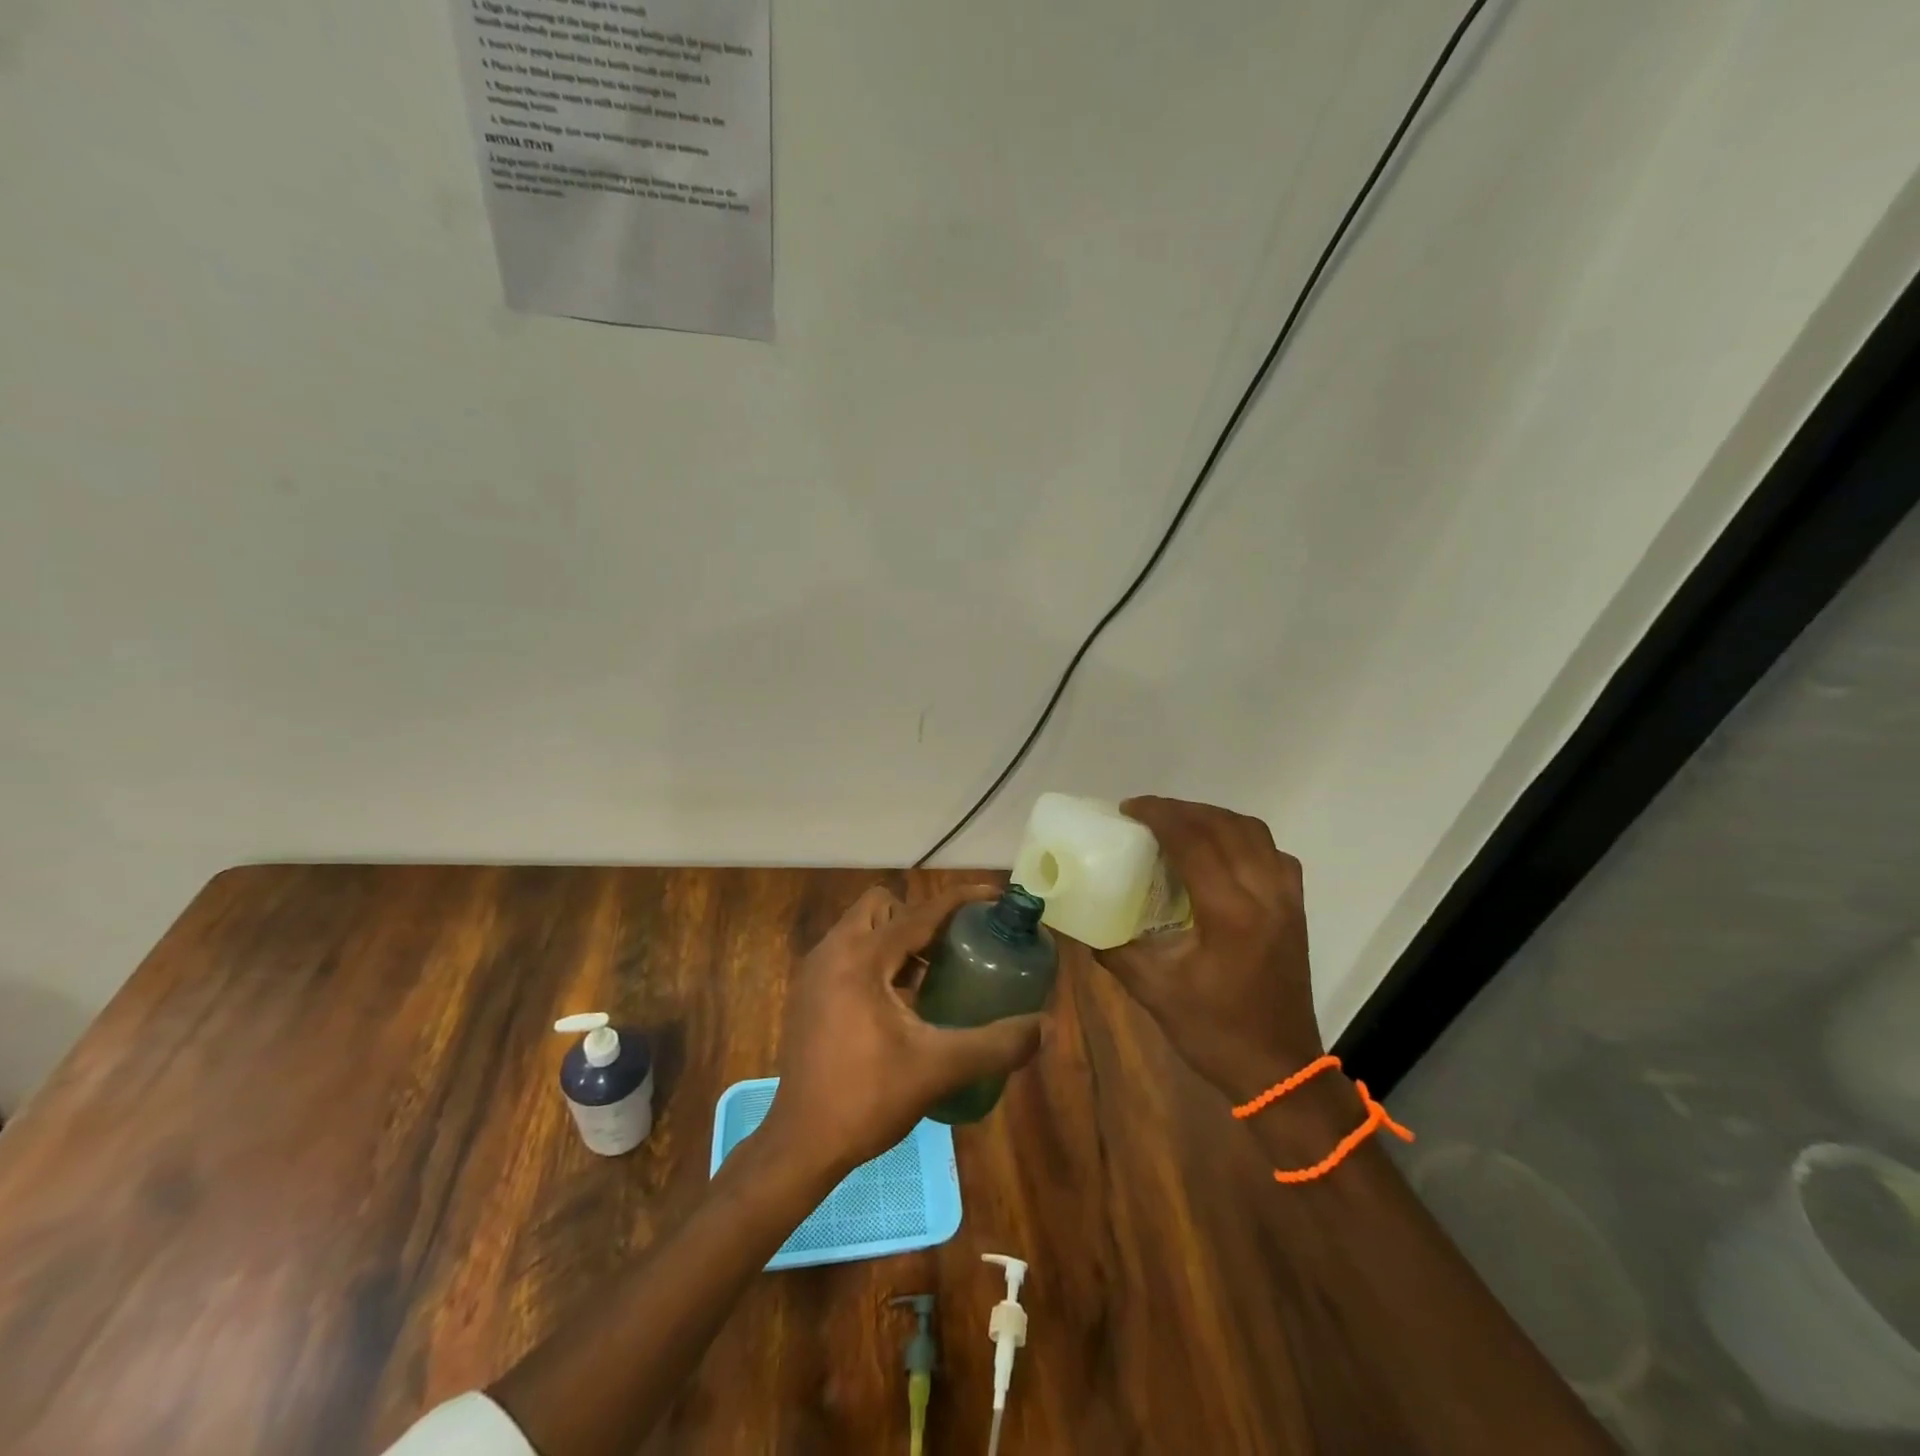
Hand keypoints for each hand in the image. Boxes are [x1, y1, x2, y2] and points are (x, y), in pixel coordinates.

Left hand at [761, 883, 1048, 1175]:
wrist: (800, 1145)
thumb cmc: (867, 1099)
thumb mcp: (938, 1069)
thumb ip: (995, 1045)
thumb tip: (1044, 1027)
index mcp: (861, 958)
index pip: (920, 912)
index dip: (960, 901)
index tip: (994, 898)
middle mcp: (833, 951)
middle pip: (882, 906)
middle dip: (919, 918)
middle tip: (952, 948)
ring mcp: (814, 972)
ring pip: (862, 928)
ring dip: (896, 939)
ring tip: (931, 975)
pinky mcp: (808, 993)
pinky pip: (848, 953)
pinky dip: (877, 960)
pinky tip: (899, 1002)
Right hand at [1093, 797, 1323, 1102]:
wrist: (1280, 1070)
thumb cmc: (1214, 1032)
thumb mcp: (1153, 990)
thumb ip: (1112, 948)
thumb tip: (1073, 918)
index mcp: (1229, 914)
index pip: (1194, 841)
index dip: (1160, 815)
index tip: (1129, 809)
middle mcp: (1264, 894)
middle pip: (1224, 826)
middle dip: (1182, 810)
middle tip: (1146, 813)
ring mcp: (1287, 899)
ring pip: (1253, 832)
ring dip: (1213, 818)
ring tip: (1179, 823)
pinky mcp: (1296, 908)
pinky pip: (1272, 852)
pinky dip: (1242, 837)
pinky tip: (1219, 851)